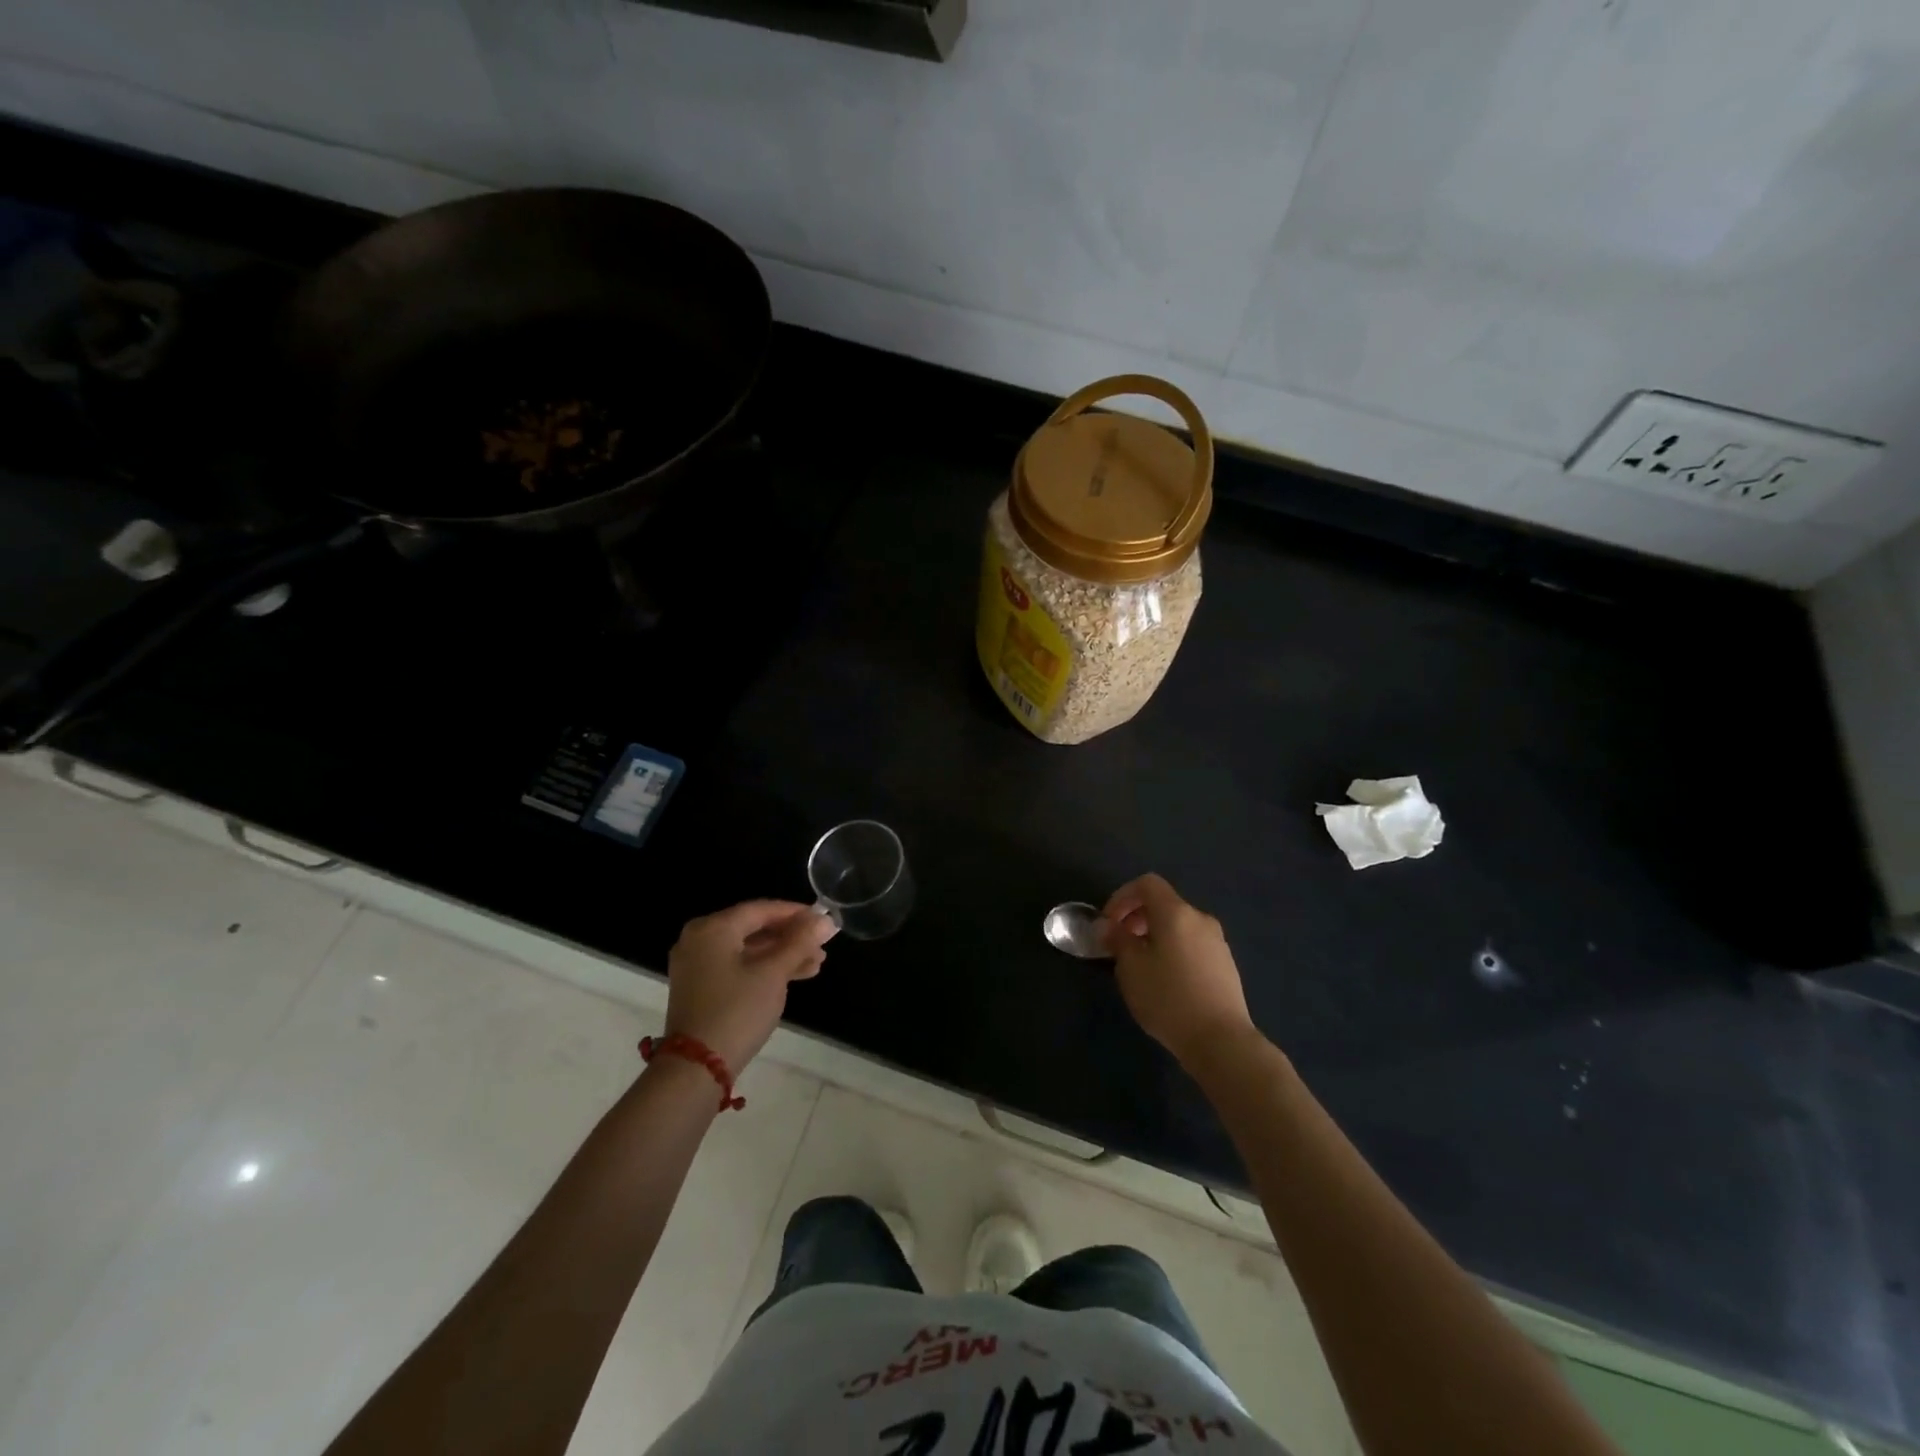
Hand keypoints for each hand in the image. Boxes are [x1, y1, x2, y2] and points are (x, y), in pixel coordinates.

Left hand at [663, 900, 835, 1072]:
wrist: (696, 1068)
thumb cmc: (737, 1010)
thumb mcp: (774, 973)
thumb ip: (800, 942)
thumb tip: (825, 920)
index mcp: (713, 928)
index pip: (760, 909)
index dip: (795, 913)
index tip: (823, 920)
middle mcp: (700, 939)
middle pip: (754, 928)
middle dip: (791, 937)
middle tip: (822, 945)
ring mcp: (697, 965)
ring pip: (748, 950)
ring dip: (782, 955)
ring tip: (816, 964)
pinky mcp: (700, 987)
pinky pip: (737, 966)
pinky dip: (763, 969)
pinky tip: (794, 976)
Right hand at [1100, 874, 1258, 1069]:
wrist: (1221, 1040)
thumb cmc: (1168, 998)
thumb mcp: (1131, 968)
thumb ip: (1117, 940)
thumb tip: (1107, 926)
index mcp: (1176, 913)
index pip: (1146, 884)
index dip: (1122, 897)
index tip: (1108, 923)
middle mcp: (1200, 919)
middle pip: (1164, 904)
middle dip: (1136, 917)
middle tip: (1120, 945)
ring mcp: (1217, 942)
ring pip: (1179, 926)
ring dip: (1155, 935)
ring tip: (1141, 966)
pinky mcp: (1226, 965)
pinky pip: (1192, 944)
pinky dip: (1173, 949)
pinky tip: (1166, 981)